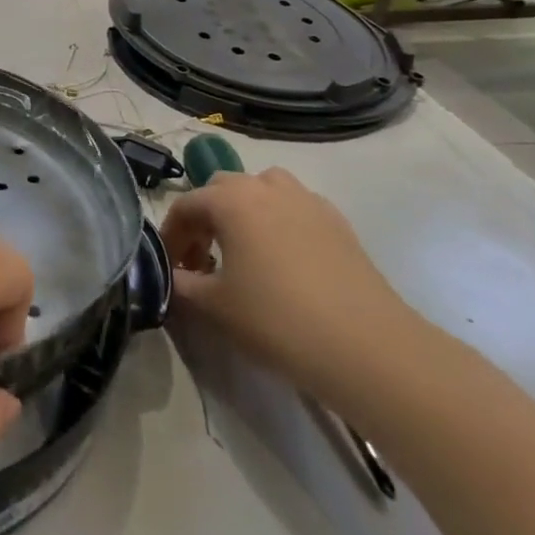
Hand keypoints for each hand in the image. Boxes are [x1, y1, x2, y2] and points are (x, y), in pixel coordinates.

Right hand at [161, 168, 417, 399]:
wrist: (366, 347)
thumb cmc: (277, 320)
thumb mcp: (214, 306)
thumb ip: (180, 284)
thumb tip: (170, 277)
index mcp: (231, 200)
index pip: (186, 205)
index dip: (171, 234)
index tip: (169, 266)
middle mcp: (267, 187)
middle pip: (222, 188)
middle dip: (205, 217)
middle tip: (202, 258)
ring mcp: (307, 200)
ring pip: (263, 189)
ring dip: (244, 210)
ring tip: (243, 249)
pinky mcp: (338, 222)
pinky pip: (295, 207)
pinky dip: (279, 221)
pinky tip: (283, 260)